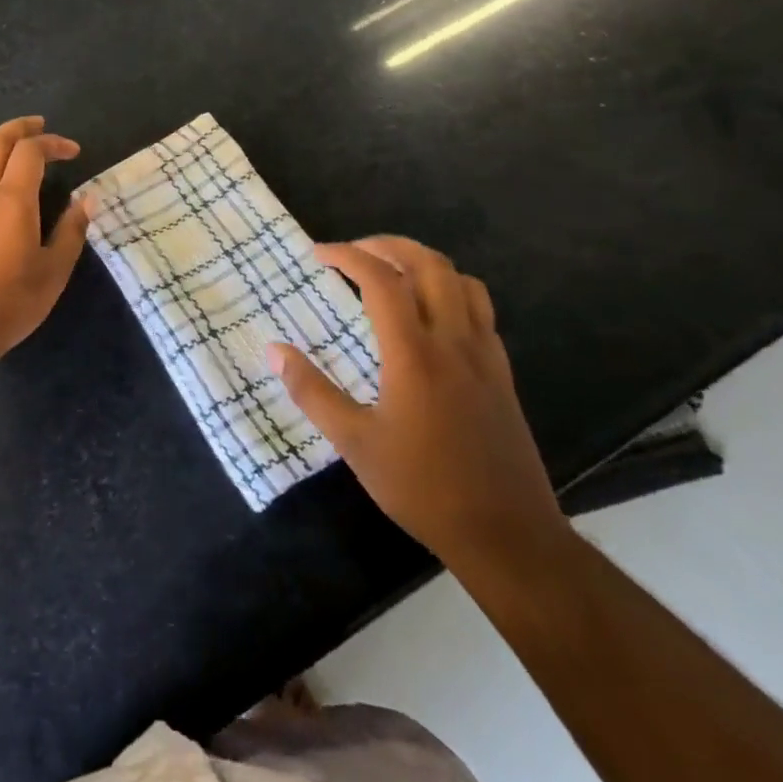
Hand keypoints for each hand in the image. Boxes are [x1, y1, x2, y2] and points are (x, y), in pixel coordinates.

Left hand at [0, 116, 89, 363]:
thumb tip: (87, 199)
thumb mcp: (54, 270)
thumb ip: (71, 230)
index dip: (53, 143)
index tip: (73, 151)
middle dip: (19, 128)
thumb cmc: (12, 301)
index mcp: (12, 199)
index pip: (31, 151)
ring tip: (9, 151)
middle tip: (38, 126)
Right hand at [268, 236, 567, 575]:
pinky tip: (432, 314)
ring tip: (393, 271)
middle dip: (388, 245)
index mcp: (414, 354)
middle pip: (428, 264)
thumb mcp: (355, 444)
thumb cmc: (423, 488)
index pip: (381, 280)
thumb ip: (312, 391)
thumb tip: (274, 351)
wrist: (508, 536)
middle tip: (354, 251)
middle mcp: (453, 341)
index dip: (347, 256)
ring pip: (462, 280)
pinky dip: (452, 290)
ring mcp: (485, 355)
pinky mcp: (503, 374)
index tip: (319, 255)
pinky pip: (481, 309)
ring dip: (425, 262)